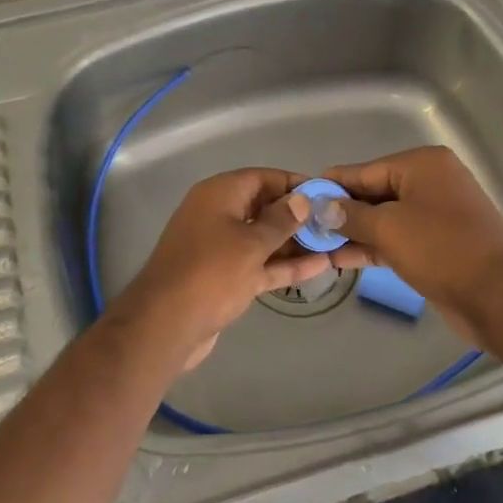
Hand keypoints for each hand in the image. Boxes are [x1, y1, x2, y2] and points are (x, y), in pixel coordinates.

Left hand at [111, 168, 332, 370]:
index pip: (263, 177)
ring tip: (333, 244)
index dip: (294, 184)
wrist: (166, 324)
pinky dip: (283, 264)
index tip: (326, 194)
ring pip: (263, 238)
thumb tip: (302, 199)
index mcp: (219, 194)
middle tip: (335, 222)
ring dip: (295, 242)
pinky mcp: (225, 277)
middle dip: (297, 216)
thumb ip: (280, 221)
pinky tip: (318, 267)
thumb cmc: (211, 273)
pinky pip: (259, 263)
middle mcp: (218, 214)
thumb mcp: (251, 243)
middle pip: (263, 207)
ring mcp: (221, 247)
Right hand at [321, 146, 502, 339]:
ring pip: (384, 218)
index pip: (364, 170)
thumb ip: (350, 215)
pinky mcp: (437, 244)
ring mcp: (435, 214)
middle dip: (340, 212)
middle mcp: (430, 182)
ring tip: (315, 246)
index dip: (331, 186)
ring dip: (353, 232)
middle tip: (304, 227)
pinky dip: (372, 246)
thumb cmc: (442, 250)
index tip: (300, 198)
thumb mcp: (389, 228)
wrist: (500, 298)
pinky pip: (397, 238)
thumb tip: (318, 205)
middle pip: (374, 193)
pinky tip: (341, 258)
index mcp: (422, 165)